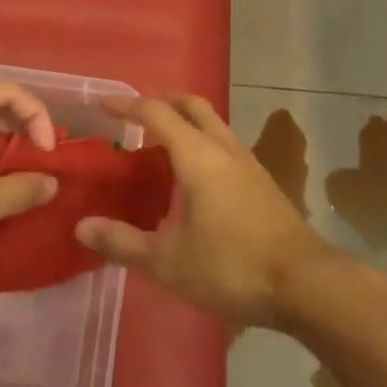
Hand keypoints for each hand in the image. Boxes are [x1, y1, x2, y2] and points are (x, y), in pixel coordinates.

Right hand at [74, 96, 337, 328]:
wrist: (305, 283)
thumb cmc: (231, 266)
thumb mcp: (167, 261)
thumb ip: (122, 241)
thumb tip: (82, 226)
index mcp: (197, 155)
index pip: (156, 113)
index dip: (127, 105)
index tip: (103, 104)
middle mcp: (222, 146)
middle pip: (190, 105)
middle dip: (161, 102)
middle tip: (134, 118)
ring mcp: (247, 161)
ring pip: (212, 122)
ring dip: (184, 122)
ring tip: (159, 147)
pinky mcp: (261, 180)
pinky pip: (223, 144)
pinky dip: (201, 143)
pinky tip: (193, 178)